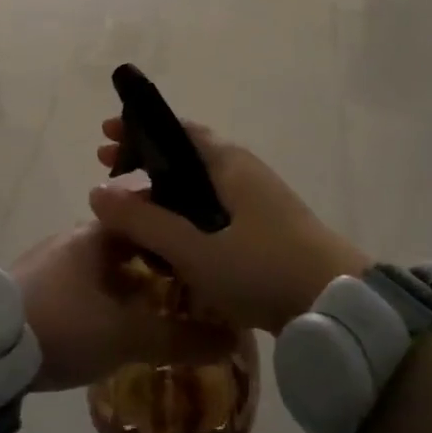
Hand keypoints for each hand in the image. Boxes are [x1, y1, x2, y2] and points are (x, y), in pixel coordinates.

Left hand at [11, 224, 234, 391]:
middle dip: (157, 264)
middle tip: (187, 291)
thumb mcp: (126, 336)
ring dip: (129, 282)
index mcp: (100, 233)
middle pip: (130, 241)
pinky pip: (82, 282)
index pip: (151, 217)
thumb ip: (179, 339)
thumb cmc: (62, 324)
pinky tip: (110, 324)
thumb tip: (232, 340)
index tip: (205, 256)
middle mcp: (76, 236)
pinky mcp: (33, 283)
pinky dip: (103, 296)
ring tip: (155, 311)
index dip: (179, 234)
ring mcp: (51, 259)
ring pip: (104, 264)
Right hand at [87, 118, 370, 333]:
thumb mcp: (193, 247)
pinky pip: (213, 210)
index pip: (177, 130)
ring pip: (199, 186)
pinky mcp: (265, 230)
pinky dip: (184, 212)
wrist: (335, 302)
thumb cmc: (261, 265)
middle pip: (185, 156)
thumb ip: (144, 221)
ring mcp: (258, 200)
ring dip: (163, 190)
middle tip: (107, 167)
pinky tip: (168, 238)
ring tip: (130, 207)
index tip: (105, 137)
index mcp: (228, 162)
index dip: (139, 130)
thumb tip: (96, 191)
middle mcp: (244, 171)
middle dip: (145, 160)